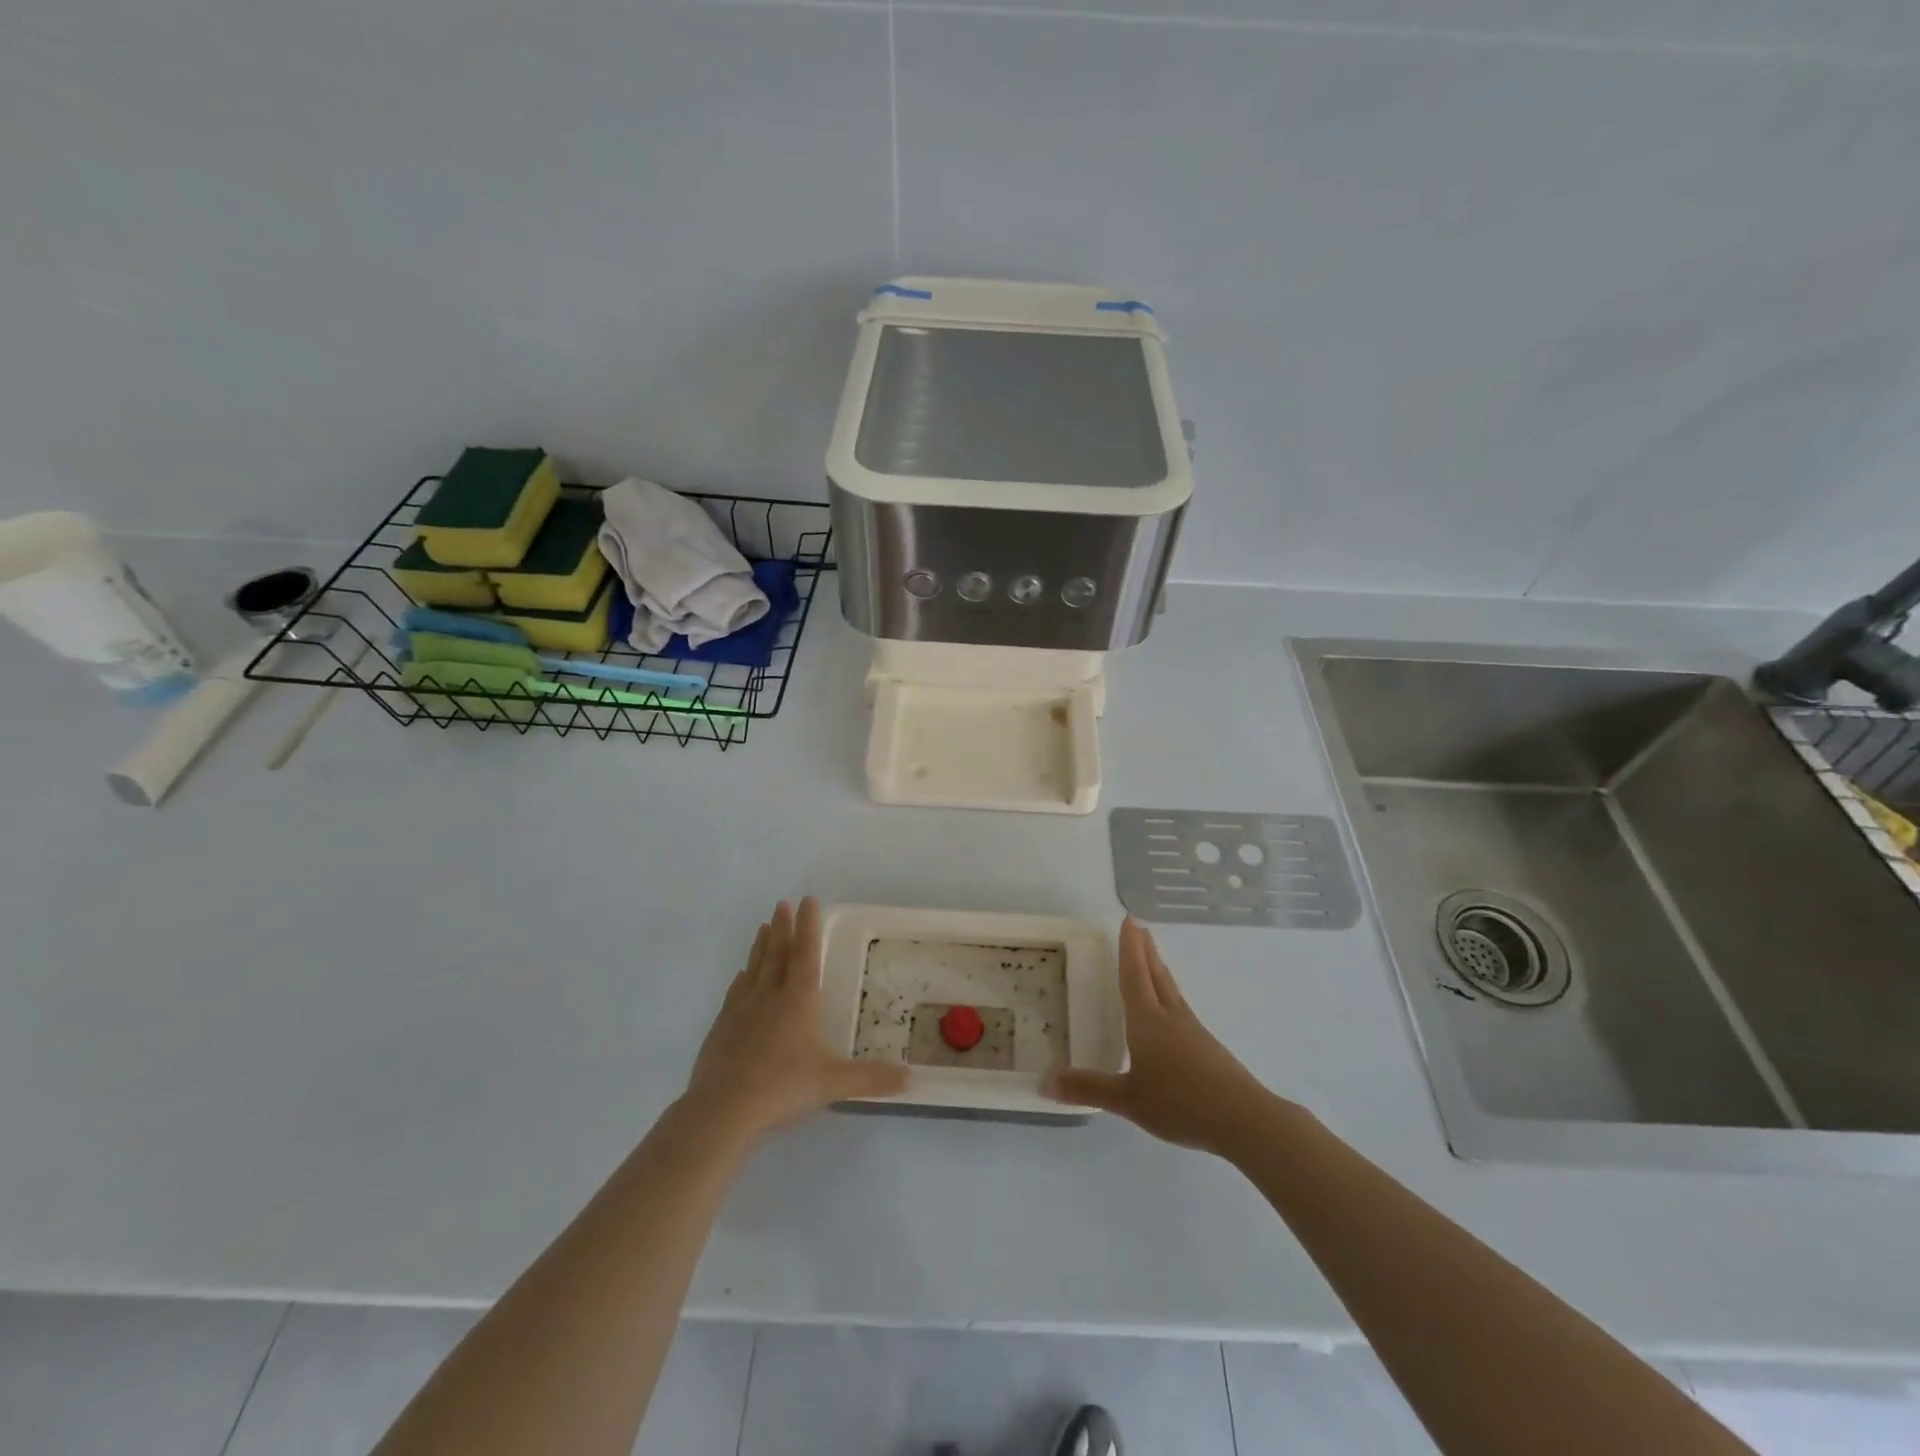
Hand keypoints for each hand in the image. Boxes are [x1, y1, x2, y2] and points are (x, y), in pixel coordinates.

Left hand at [681, 897, 908, 1144]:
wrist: (722, 1108)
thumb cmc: (782, 1087)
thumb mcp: (832, 1083)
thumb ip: (870, 1078)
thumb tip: (910, 1079)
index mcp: (798, 1000)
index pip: (806, 953)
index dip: (808, 925)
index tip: (808, 900)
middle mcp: (769, 996)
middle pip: (777, 953)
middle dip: (783, 927)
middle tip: (782, 903)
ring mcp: (741, 1010)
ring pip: (754, 968)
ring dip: (761, 946)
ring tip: (764, 927)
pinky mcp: (721, 1028)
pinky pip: (735, 993)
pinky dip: (741, 979)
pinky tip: (741, 976)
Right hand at [1046, 918, 1275, 1155]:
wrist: (1243, 1119)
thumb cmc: (1180, 1102)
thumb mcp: (1128, 1100)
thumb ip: (1089, 1088)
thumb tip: (1046, 1081)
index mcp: (1148, 1020)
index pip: (1134, 975)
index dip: (1129, 948)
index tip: (1128, 920)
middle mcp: (1170, 1017)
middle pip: (1156, 974)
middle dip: (1145, 950)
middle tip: (1138, 926)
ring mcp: (1192, 1030)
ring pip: (1170, 989)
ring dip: (1158, 968)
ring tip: (1152, 958)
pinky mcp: (1206, 1047)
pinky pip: (1180, 1008)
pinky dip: (1168, 994)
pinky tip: (1170, 1010)